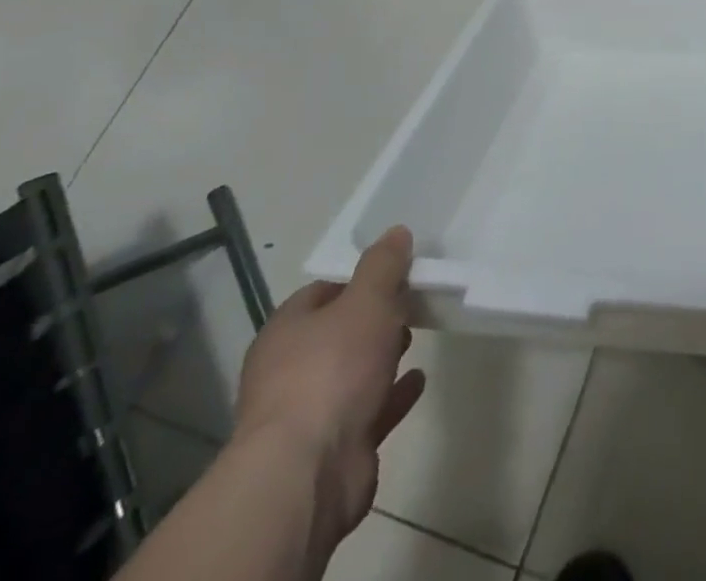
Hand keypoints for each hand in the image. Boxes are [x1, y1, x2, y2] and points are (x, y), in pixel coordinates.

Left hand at [232, 226, 426, 545]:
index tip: (396, 270)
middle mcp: (288, 372)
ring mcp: (309, 414)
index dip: (358, 279)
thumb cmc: (331, 370)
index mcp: (286, 332)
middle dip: (371, 319)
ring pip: (351, 374)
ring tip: (417, 336)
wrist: (308, 473)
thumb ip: (383, 266)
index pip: (322, 292)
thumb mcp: (366, 301)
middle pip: (336, 334)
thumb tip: (396, 232)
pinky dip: (392, 395)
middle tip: (409, 302)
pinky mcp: (334, 449)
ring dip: (381, 357)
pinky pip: (369, 411)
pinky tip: (419, 380)